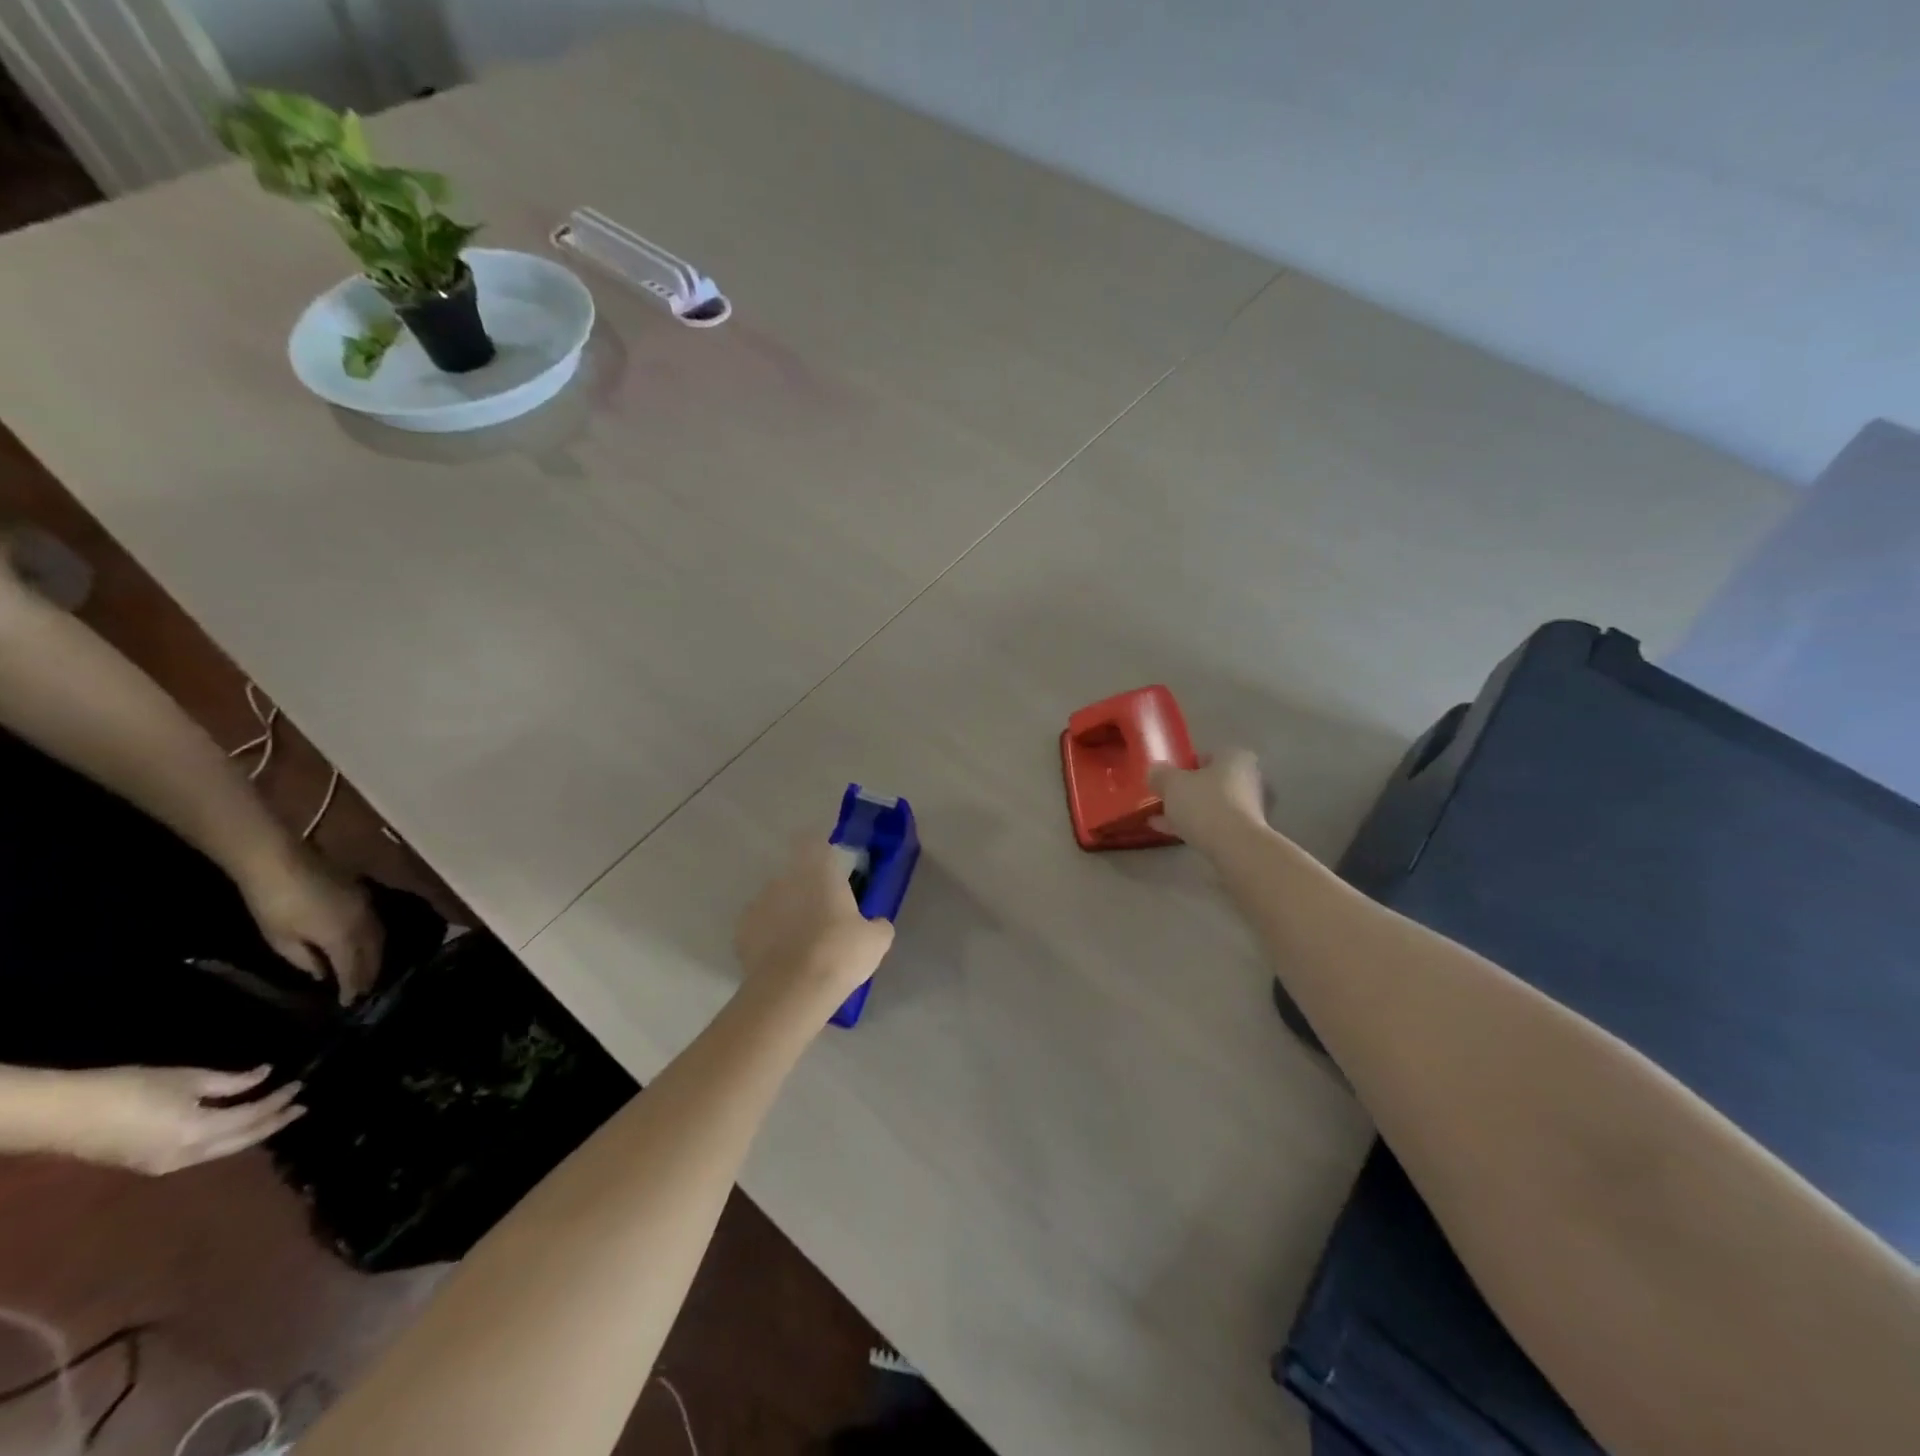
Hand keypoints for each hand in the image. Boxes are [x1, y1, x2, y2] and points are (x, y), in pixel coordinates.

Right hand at [53, 1066, 304, 1175]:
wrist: (61, 1115)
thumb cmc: (128, 1089)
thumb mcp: (188, 1079)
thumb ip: (231, 1081)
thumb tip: (264, 1075)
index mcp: (198, 1132)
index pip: (253, 1115)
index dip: (279, 1100)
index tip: (300, 1085)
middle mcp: (186, 1156)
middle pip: (242, 1140)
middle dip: (273, 1124)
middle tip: (300, 1108)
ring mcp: (165, 1165)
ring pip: (224, 1150)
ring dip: (253, 1133)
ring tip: (278, 1115)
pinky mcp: (150, 1164)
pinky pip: (203, 1153)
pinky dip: (228, 1139)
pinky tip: (240, 1126)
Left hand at [240, 848, 383, 1003]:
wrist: (280, 861)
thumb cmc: (273, 904)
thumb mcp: (281, 940)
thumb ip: (306, 960)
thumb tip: (323, 973)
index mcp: (343, 937)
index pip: (355, 969)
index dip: (354, 988)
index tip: (352, 1004)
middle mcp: (364, 924)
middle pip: (374, 954)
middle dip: (370, 974)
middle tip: (365, 992)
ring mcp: (367, 907)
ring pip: (379, 938)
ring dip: (376, 956)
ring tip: (369, 971)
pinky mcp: (364, 896)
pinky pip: (376, 925)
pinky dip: (374, 940)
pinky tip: (367, 944)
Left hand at [734, 839, 895, 1004]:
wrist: (792, 991)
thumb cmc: (840, 952)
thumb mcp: (876, 940)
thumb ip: (876, 924)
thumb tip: (875, 924)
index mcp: (819, 871)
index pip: (816, 844)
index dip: (824, 857)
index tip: (835, 876)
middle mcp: (785, 878)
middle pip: (796, 876)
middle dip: (807, 892)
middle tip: (825, 920)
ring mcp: (759, 904)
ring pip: (776, 902)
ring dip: (787, 915)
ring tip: (802, 946)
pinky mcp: (741, 933)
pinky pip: (760, 929)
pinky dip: (769, 940)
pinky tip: (782, 962)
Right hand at [1149, 748, 1268, 854]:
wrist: (1235, 847)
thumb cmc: (1205, 803)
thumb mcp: (1172, 784)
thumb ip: (1160, 775)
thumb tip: (1154, 772)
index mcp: (1235, 758)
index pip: (1208, 755)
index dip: (1185, 765)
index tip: (1168, 776)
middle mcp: (1248, 779)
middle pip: (1211, 782)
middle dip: (1188, 790)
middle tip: (1163, 797)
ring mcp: (1249, 808)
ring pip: (1211, 805)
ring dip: (1188, 810)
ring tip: (1160, 817)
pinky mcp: (1244, 833)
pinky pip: (1213, 824)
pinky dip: (1194, 826)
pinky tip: (1169, 832)